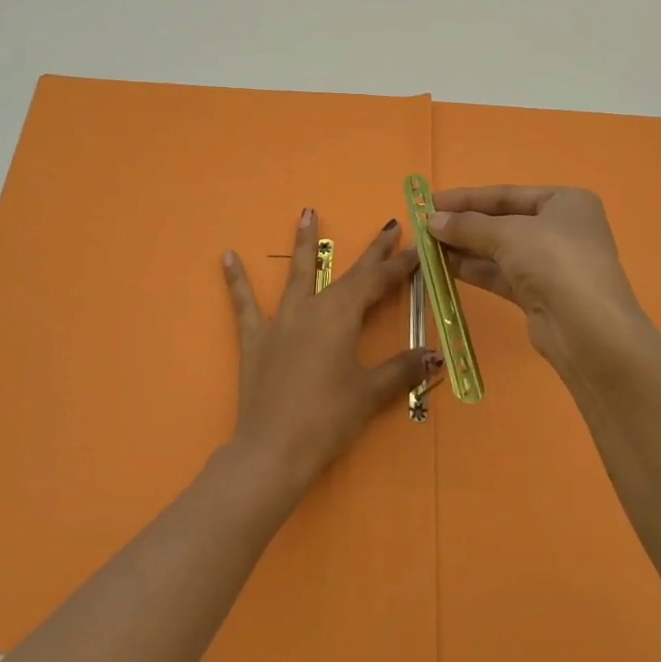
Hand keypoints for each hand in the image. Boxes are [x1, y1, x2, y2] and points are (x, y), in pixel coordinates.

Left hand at [222, 209, 438, 494]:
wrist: (272, 449)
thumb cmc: (327, 418)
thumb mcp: (370, 393)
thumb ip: (402, 369)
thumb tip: (434, 355)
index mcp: (341, 315)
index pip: (377, 282)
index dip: (400, 266)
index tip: (418, 248)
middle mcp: (312, 308)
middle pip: (347, 274)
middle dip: (371, 252)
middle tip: (389, 226)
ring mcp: (280, 321)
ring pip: (296, 274)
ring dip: (303, 244)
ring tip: (306, 212)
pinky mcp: (255, 339)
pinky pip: (245, 304)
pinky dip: (236, 280)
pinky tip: (226, 256)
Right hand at [430, 186, 651, 379]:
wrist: (588, 330)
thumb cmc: (554, 262)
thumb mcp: (508, 234)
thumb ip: (467, 226)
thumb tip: (432, 222)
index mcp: (566, 202)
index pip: (507, 194)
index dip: (467, 198)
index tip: (430, 201)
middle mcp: (562, 229)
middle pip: (502, 222)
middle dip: (464, 225)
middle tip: (424, 227)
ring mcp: (552, 264)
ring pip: (499, 250)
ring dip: (464, 248)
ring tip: (426, 247)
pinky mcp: (540, 294)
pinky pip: (501, 274)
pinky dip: (474, 269)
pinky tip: (444, 267)